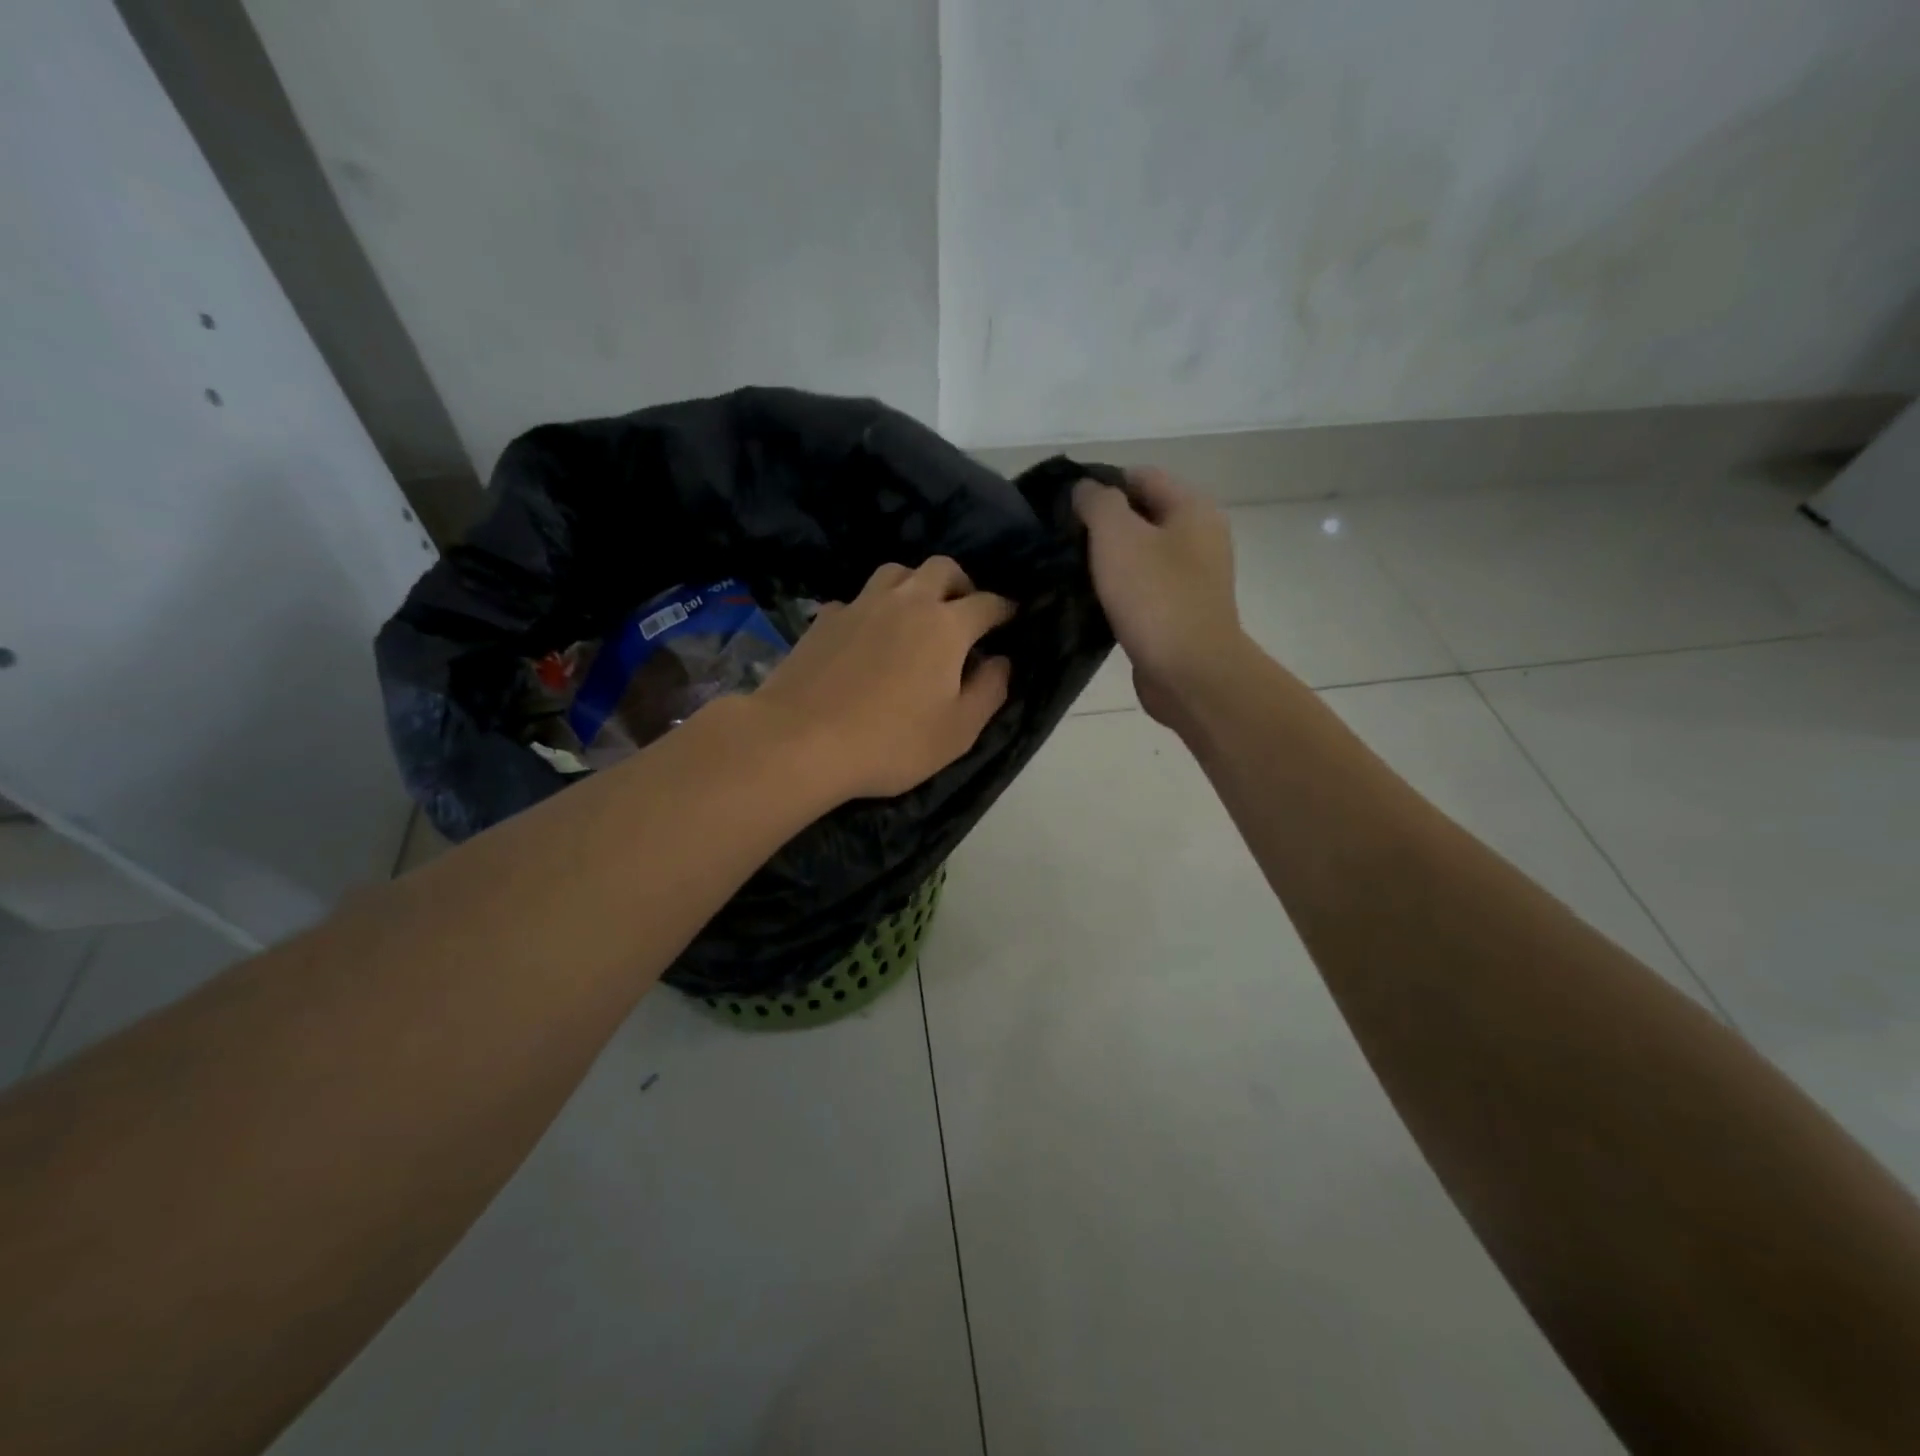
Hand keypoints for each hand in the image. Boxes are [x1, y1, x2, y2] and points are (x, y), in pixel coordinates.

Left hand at [754, 558, 1013, 800]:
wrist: (800, 741)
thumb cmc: (890, 742)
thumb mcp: (957, 731)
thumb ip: (989, 691)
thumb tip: (1001, 661)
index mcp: (946, 626)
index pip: (988, 603)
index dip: (1005, 609)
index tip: (1011, 617)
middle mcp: (906, 602)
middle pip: (942, 568)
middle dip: (961, 583)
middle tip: (964, 610)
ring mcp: (861, 605)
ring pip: (896, 572)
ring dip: (915, 584)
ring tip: (916, 613)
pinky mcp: (825, 619)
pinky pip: (857, 599)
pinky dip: (871, 609)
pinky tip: (866, 634)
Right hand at [1073, 468, 1247, 724]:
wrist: (1190, 673)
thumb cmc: (1155, 597)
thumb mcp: (1117, 536)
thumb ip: (1098, 503)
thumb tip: (1085, 490)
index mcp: (1193, 508)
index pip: (1140, 476)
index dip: (1101, 484)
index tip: (1063, 506)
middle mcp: (1200, 537)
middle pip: (1142, 515)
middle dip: (1102, 525)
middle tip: (1061, 540)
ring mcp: (1193, 578)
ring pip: (1141, 555)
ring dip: (1109, 561)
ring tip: (1070, 570)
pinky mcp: (1181, 612)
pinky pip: (1144, 589)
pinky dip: (1120, 591)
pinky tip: (1092, 601)